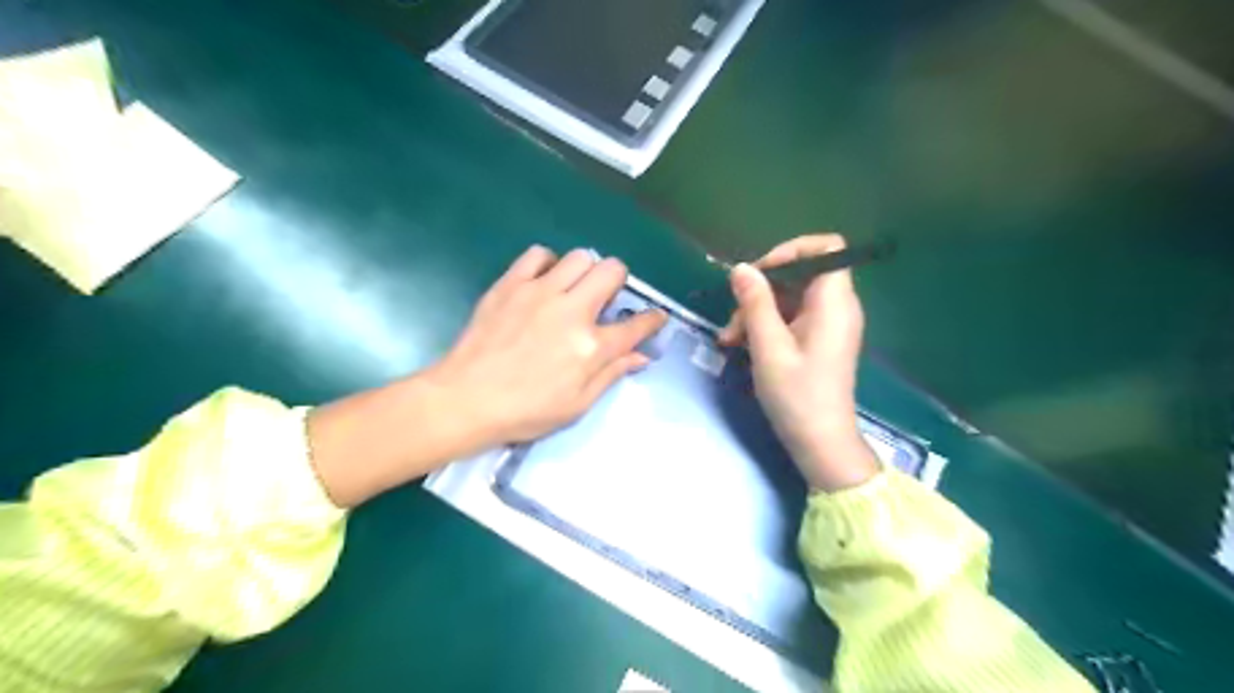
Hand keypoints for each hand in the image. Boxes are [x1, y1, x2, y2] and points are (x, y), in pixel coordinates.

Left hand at [424, 246, 665, 445]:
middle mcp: (572, 311)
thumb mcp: (576, 405)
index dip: (652, 319)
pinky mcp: (511, 284)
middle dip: (618, 280)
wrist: (466, 399)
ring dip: (585, 271)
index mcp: (591, 347)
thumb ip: (611, 374)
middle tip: (605, 298)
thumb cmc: (525, 411)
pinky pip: (538, 254)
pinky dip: (548, 263)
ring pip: (580, 256)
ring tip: (574, 289)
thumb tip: (641, 356)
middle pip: (612, 271)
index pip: (636, 325)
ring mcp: (540, 292)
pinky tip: (544, 281)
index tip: (655, 317)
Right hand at [721, 234, 882, 491]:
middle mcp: (836, 307)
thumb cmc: (797, 395)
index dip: (792, 250)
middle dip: (761, 290)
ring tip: (729, 339)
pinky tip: (740, 345)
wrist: (821, 443)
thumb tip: (740, 268)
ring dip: (756, 312)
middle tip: (733, 316)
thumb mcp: (768, 347)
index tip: (760, 273)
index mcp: (834, 302)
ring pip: (789, 298)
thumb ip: (755, 303)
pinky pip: (791, 318)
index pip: (827, 248)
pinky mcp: (818, 341)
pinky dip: (765, 326)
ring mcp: (828, 325)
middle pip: (800, 274)